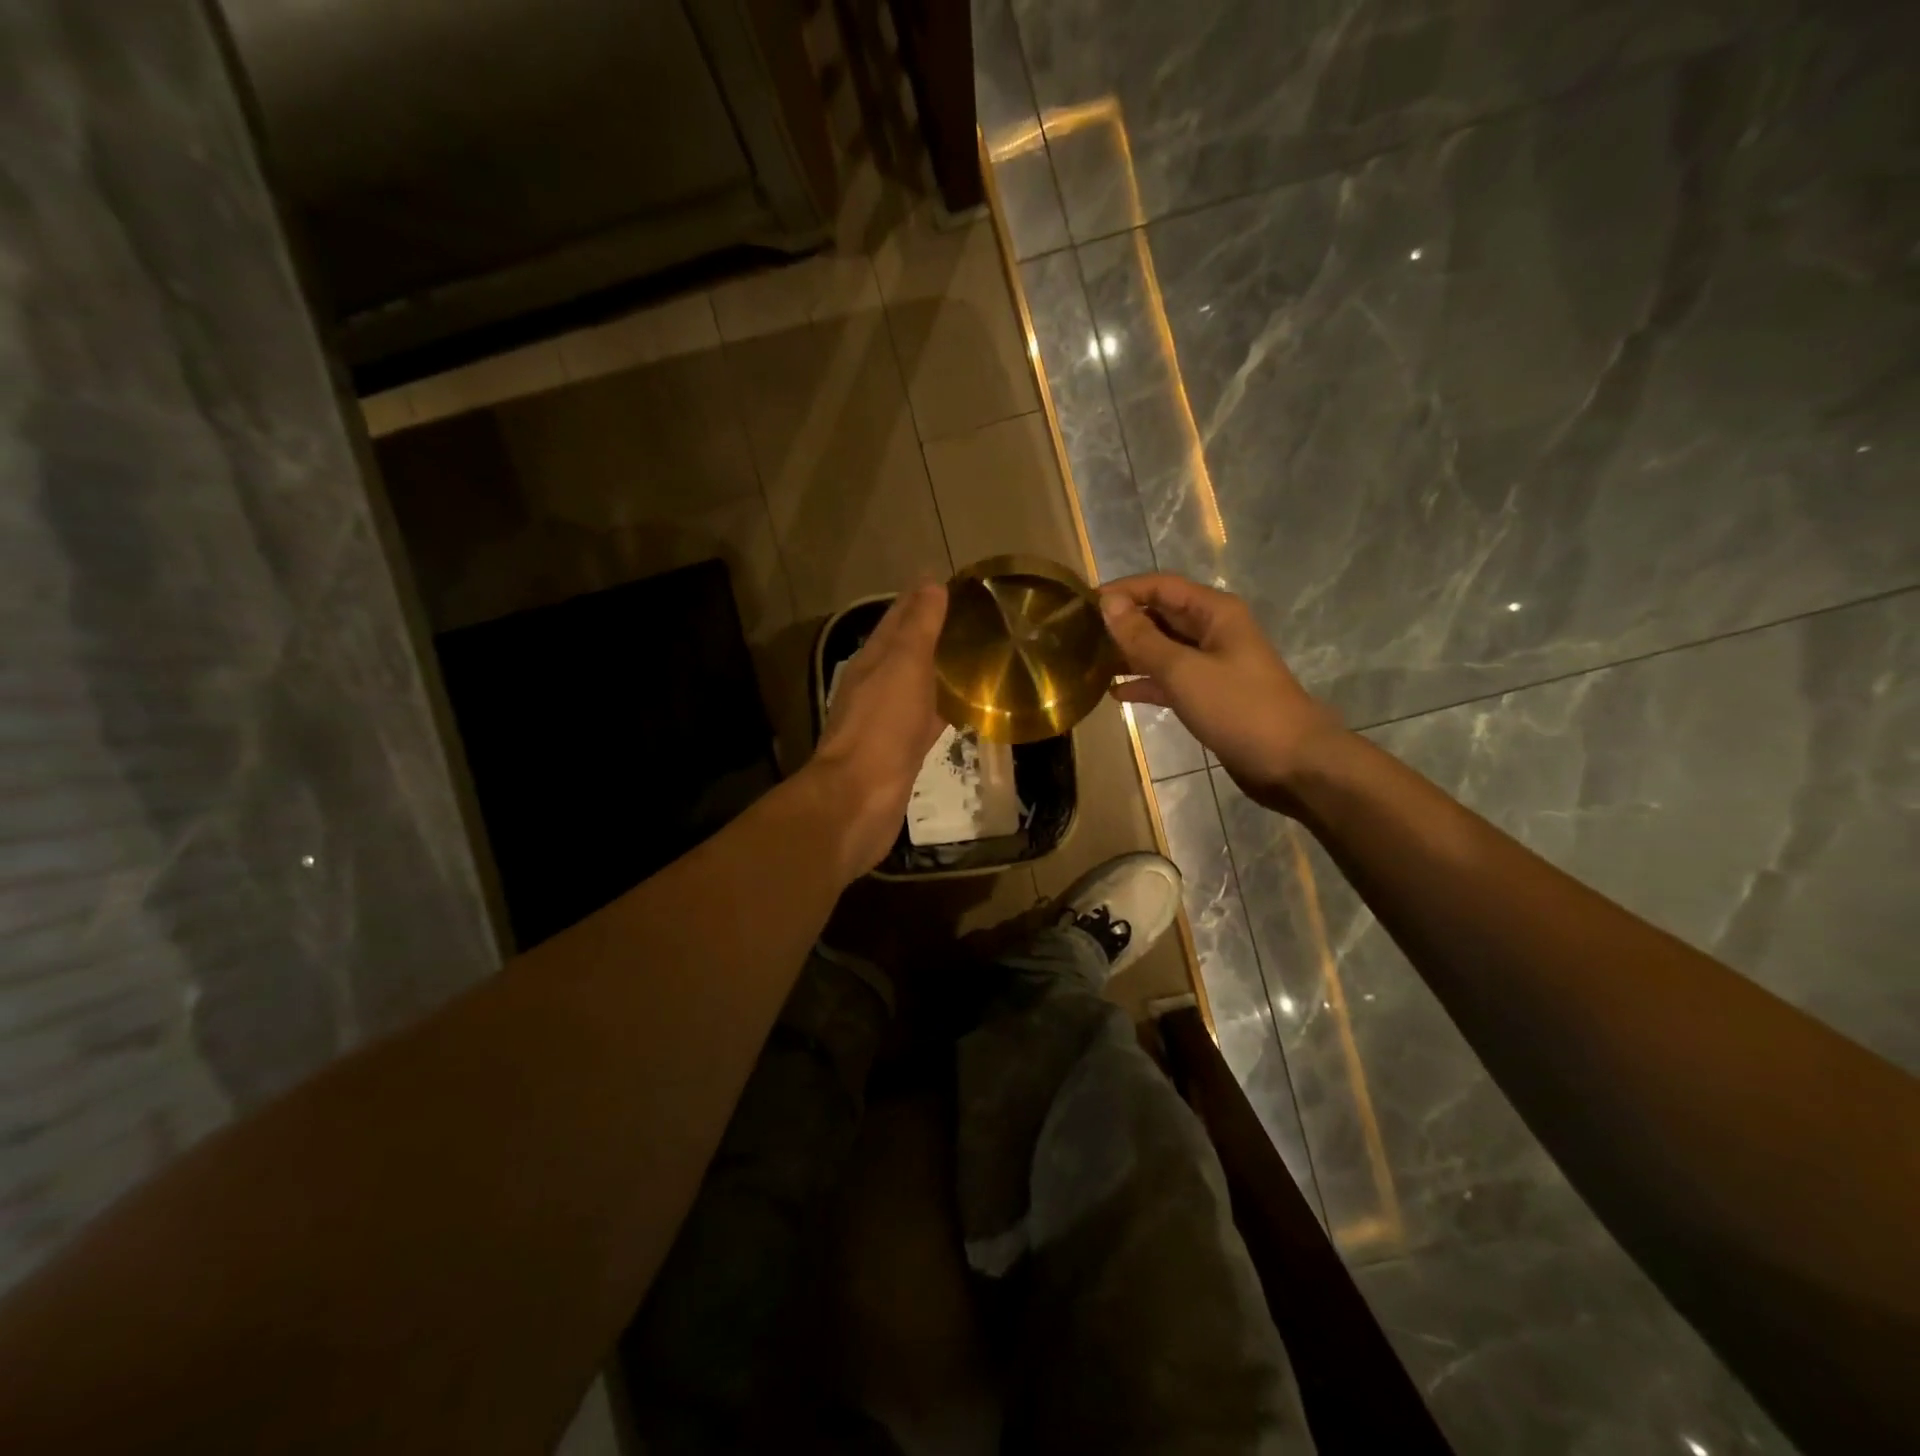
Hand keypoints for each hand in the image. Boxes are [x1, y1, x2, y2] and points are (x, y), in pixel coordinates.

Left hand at [809, 582, 948, 876]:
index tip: (952, 583)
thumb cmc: (882, 726)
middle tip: (974, 619)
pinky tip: (967, 708)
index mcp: (872, 660)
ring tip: (977, 656)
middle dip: (934, 633)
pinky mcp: (904, 751)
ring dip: (942, 671)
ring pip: (920, 685)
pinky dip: (946, 708)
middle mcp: (877, 686)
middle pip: (908, 651)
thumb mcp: (903, 666)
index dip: (920, 598)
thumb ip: (918, 627)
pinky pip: (929, 719)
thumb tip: (931, 583)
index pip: (897, 618)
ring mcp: (889, 720)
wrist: (860, 798)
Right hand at [1100, 574, 1344, 811]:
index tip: (1082, 604)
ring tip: (1088, 662)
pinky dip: (1145, 683)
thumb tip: (1108, 605)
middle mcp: (1213, 631)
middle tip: (1078, 635)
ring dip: (1129, 654)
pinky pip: (1169, 680)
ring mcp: (1212, 665)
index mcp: (1214, 613)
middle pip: (1160, 615)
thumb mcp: (1184, 671)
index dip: (1122, 591)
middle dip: (1122, 622)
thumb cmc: (1239, 709)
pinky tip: (1114, 693)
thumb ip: (1143, 638)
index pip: (1160, 586)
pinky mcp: (1209, 696)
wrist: (1291, 763)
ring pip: (1162, 649)